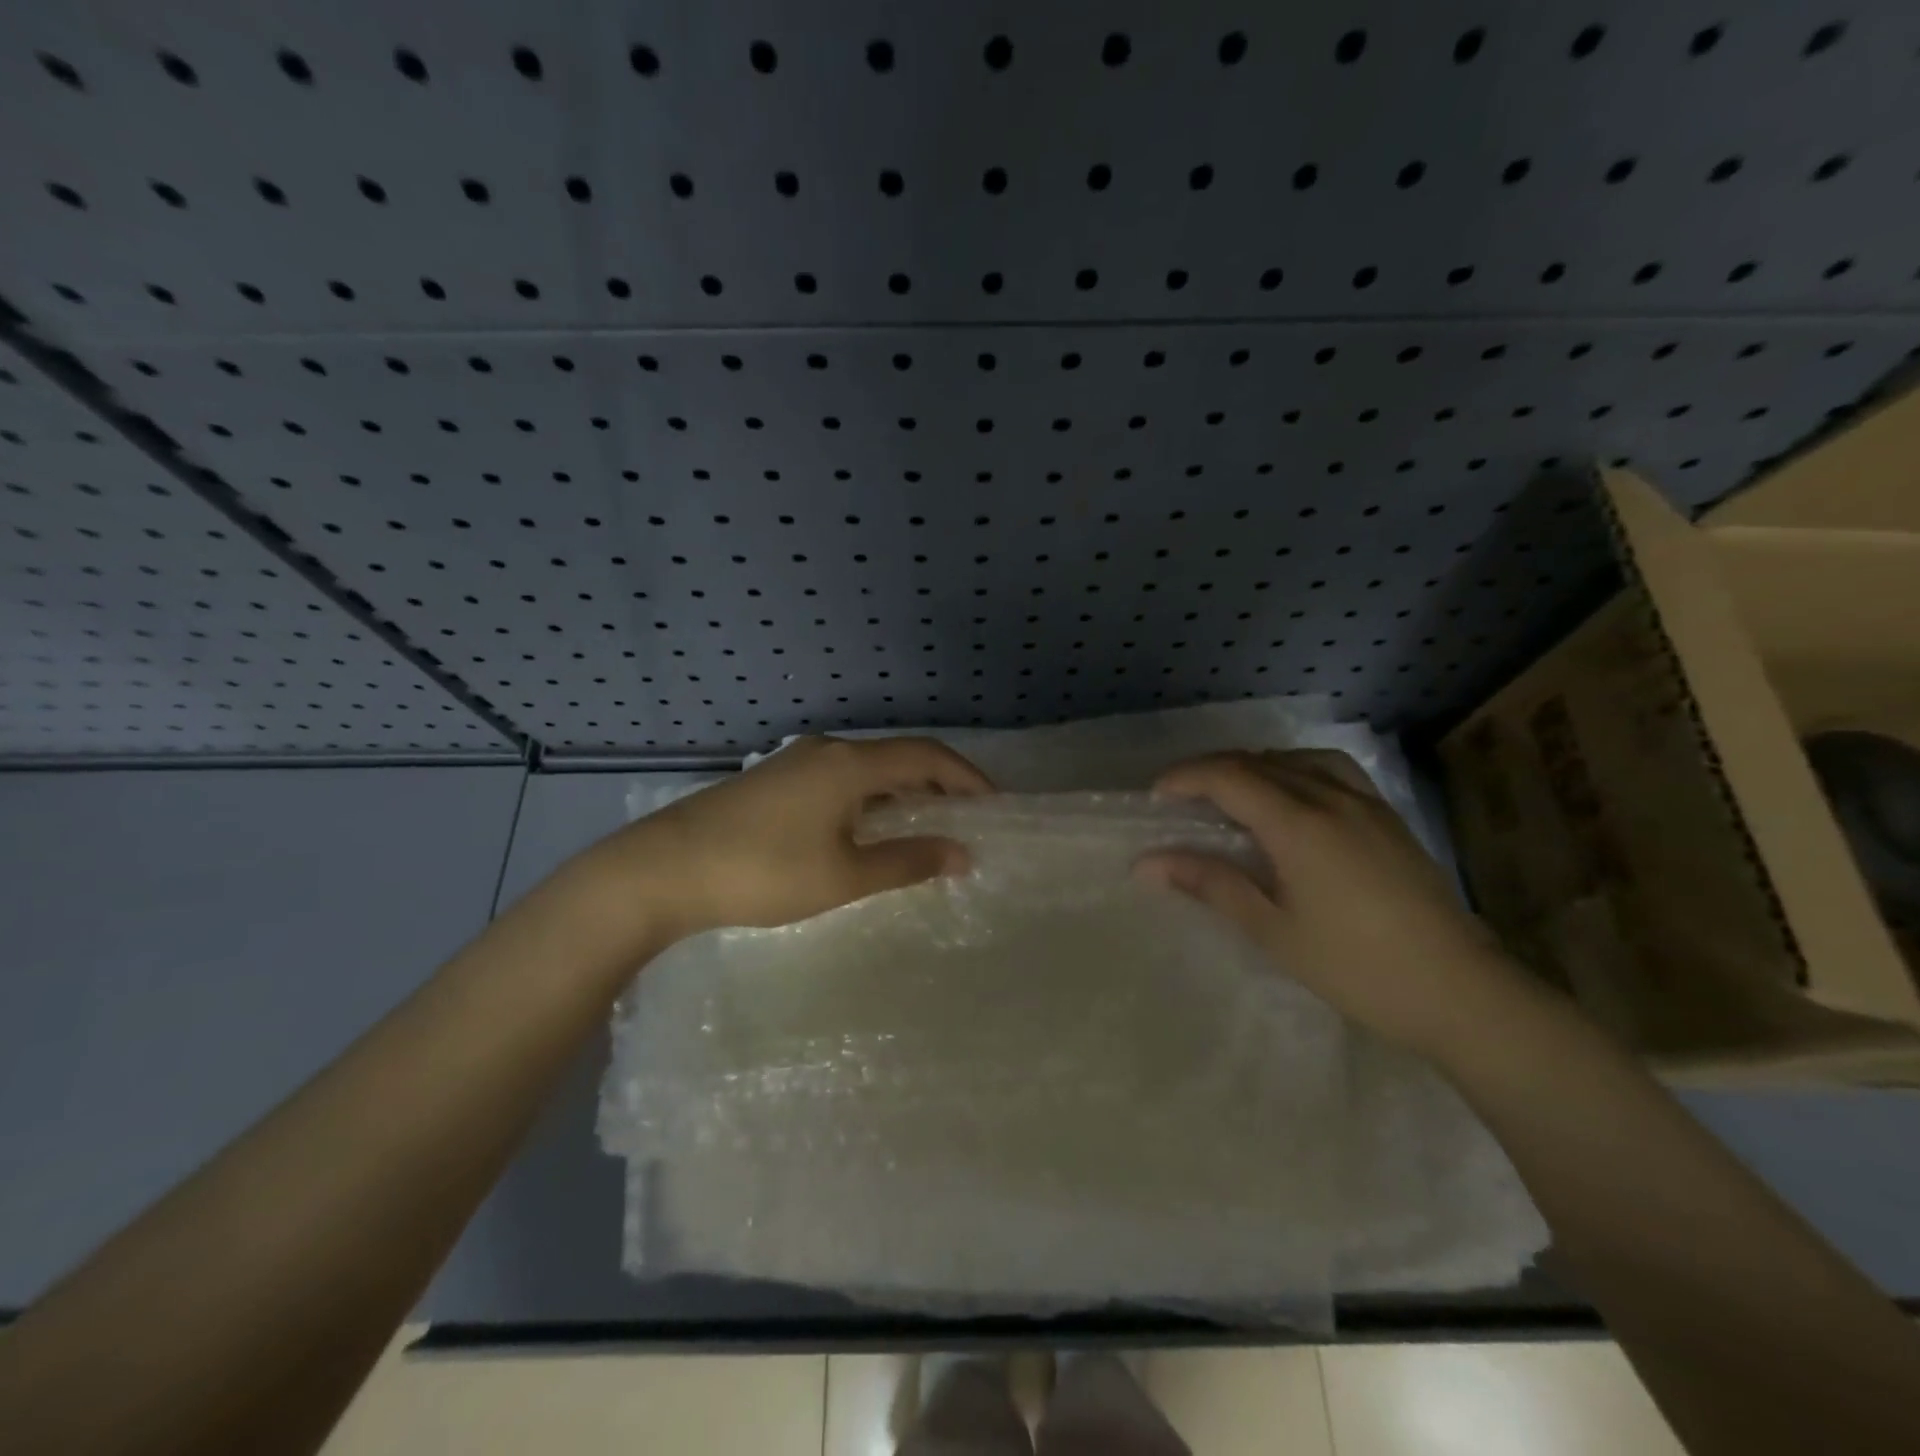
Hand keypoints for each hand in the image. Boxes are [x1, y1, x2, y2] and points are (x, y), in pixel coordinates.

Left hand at [572, 735, 993, 946]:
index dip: (967, 777)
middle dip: (938, 785)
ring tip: (924, 827)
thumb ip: (907, 862)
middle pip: (898, 758)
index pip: (927, 757)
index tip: (995, 804)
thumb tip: (962, 854)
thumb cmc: (763, 871)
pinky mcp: (773, 779)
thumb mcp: (843, 874)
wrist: (662, 869)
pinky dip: (869, 798)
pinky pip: (839, 780)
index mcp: (850, 764)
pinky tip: (867, 829)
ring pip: (866, 770)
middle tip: (966, 819)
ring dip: (901, 793)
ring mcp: (795, 761)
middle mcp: (827, 750)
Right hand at [1136, 749, 1531, 1058]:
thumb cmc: (1356, 967)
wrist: (1462, 992)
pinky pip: (1332, 769)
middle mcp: (1331, 798)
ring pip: (1296, 759)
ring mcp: (1366, 803)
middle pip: (1258, 761)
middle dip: (1211, 770)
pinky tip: (1292, 796)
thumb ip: (1212, 884)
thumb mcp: (1273, 930)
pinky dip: (1295, 767)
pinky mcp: (1388, 817)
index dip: (1186, 778)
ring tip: (1230, 792)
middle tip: (1180, 798)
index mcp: (1299, 824)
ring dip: (1253, 765)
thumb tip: (1150, 863)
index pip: (1229, 777)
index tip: (1156, 795)